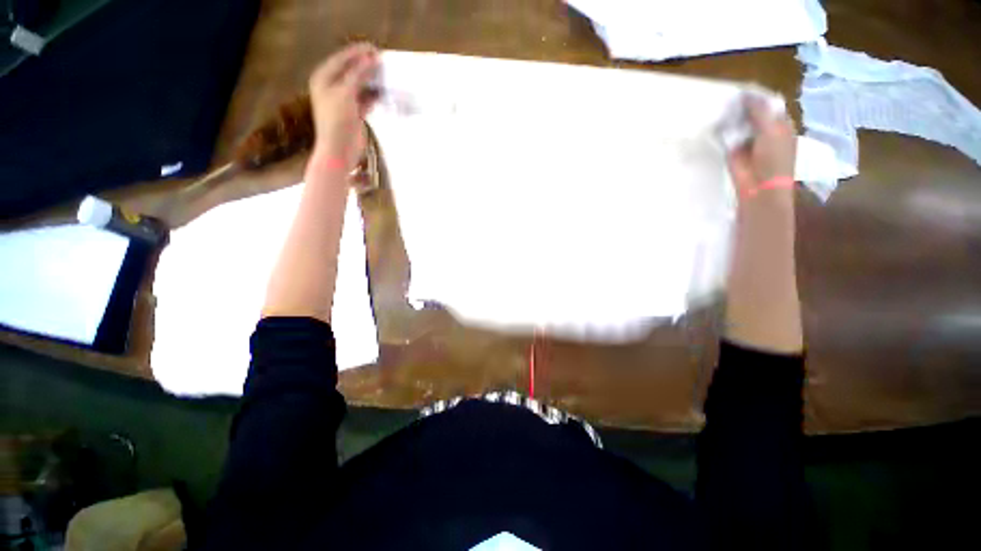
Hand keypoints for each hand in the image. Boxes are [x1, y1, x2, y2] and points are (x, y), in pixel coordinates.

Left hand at [307, 43, 379, 171]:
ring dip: (373, 77)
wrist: (338, 150)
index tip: (376, 48)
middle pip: (352, 68)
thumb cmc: (337, 119)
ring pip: (360, 80)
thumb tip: (372, 55)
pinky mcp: (352, 109)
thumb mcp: (346, 91)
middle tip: (384, 59)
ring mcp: (342, 97)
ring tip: (387, 72)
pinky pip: (366, 94)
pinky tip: (385, 90)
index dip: (358, 51)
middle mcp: (330, 85)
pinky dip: (374, 92)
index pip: (342, 58)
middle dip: (367, 64)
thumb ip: (359, 71)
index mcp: (323, 78)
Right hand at [727, 96, 795, 195]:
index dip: (758, 95)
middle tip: (731, 92)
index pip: (769, 103)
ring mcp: (751, 139)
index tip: (745, 87)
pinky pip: (727, 129)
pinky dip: (722, 123)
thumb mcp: (770, 128)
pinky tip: (716, 114)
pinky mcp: (735, 147)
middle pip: (753, 109)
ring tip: (722, 99)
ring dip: (732, 111)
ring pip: (740, 117)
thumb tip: (744, 94)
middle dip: (744, 102)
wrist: (761, 192)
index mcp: (782, 126)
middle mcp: (767, 130)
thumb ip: (757, 107)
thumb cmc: (773, 160)